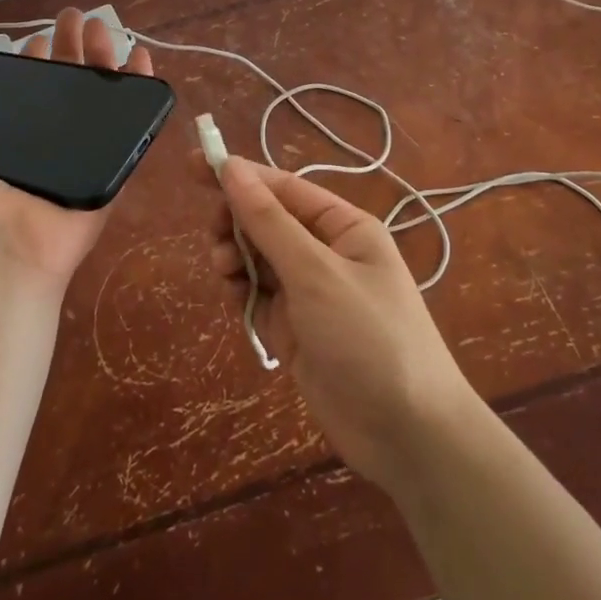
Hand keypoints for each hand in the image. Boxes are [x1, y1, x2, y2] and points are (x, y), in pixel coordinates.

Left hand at [0, 9, 155, 303]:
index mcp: (7, 142)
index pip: (26, 90)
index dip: (32, 61)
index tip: (38, 37)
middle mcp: (45, 146)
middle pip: (66, 86)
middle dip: (72, 49)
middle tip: (80, 18)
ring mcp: (82, 157)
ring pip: (99, 98)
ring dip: (105, 61)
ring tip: (107, 29)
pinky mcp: (111, 169)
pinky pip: (133, 127)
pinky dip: (142, 93)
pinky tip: (144, 60)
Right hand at [211, 156, 479, 491]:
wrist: (406, 434)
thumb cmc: (368, 336)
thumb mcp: (315, 272)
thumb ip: (268, 221)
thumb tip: (231, 167)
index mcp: (344, 227)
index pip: (284, 187)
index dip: (240, 175)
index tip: (194, 165)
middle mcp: (327, 253)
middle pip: (268, 221)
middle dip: (236, 221)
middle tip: (214, 236)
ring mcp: (310, 293)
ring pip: (258, 258)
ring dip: (235, 256)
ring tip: (223, 270)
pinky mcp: (295, 329)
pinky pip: (258, 295)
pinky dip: (241, 290)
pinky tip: (234, 295)